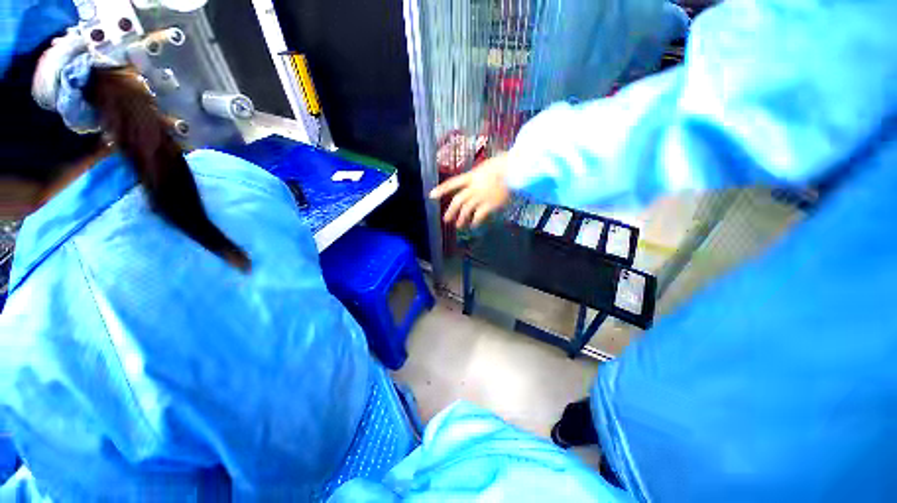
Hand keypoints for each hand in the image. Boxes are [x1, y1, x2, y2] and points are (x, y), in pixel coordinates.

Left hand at [430, 153, 510, 228]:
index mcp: (471, 176)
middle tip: (446, 219)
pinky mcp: (490, 204)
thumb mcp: (487, 166)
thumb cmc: (505, 164)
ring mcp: (481, 197)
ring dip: (462, 219)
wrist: (517, 169)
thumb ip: (479, 175)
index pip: (452, 183)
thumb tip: (474, 179)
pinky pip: (479, 216)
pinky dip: (475, 222)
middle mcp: (473, 187)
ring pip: (466, 210)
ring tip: (459, 226)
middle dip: (451, 211)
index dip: (441, 190)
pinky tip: (474, 225)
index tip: (431, 196)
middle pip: (458, 201)